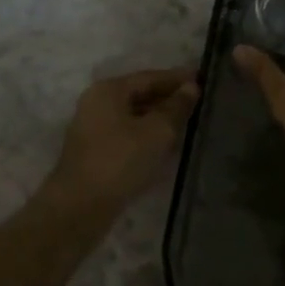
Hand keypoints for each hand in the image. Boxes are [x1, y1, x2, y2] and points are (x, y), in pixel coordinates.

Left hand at [42, 67, 200, 217]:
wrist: (80, 208)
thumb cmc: (120, 161)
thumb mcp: (157, 131)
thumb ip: (176, 107)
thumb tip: (191, 87)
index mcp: (108, 90)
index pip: (150, 77)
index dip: (178, 79)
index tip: (204, 80)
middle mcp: (97, 104)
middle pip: (140, 95)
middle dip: (170, 99)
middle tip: (201, 104)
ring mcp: (93, 130)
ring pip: (134, 117)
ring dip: (160, 120)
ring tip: (190, 125)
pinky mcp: (96, 153)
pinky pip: (128, 136)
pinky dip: (148, 137)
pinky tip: (168, 147)